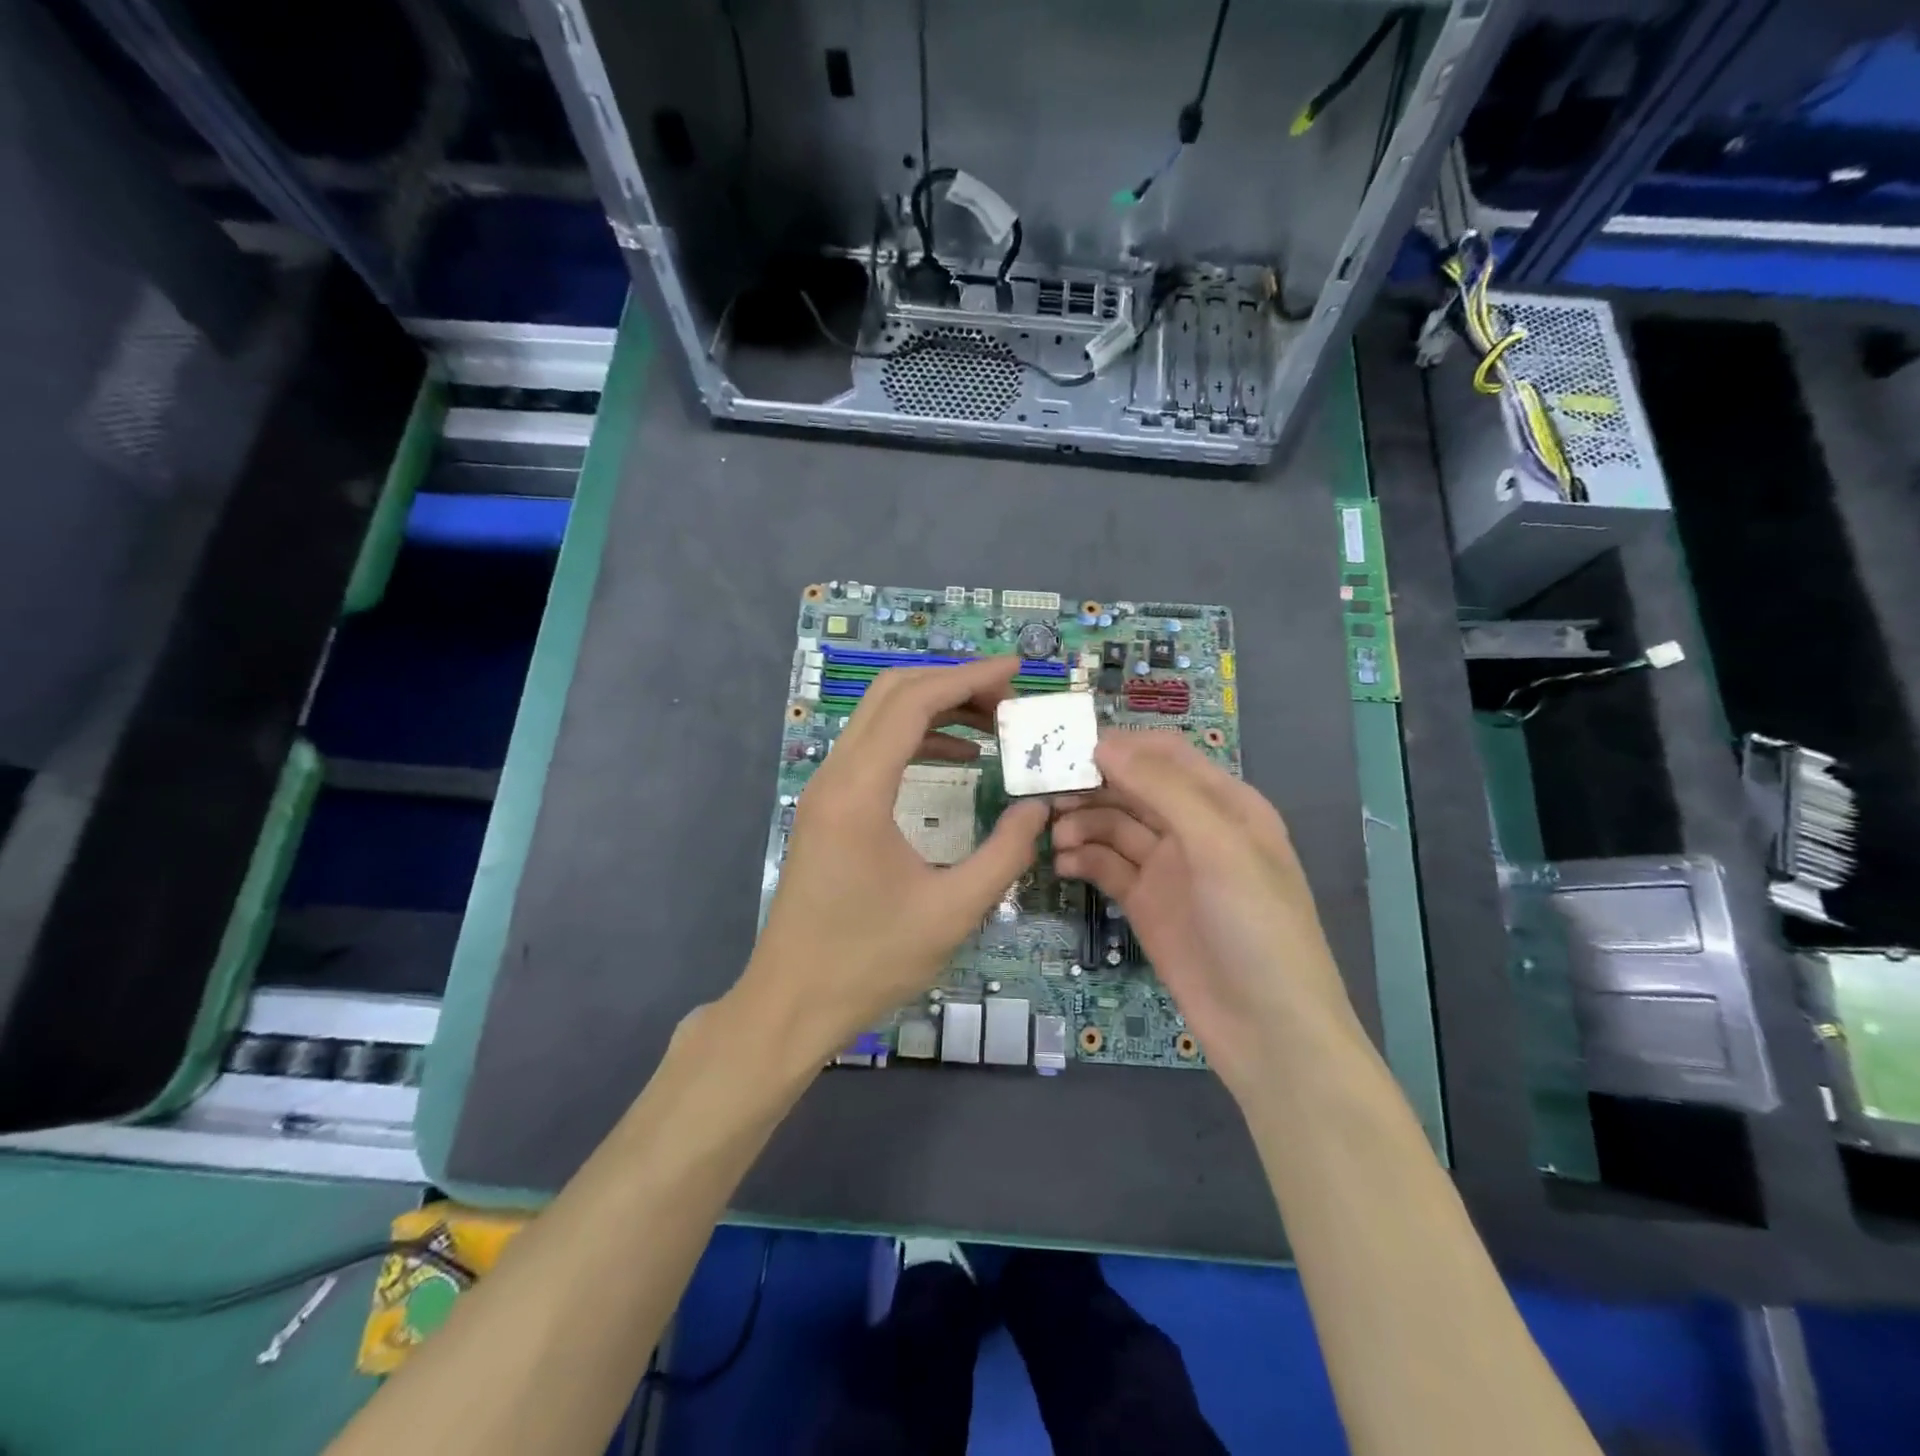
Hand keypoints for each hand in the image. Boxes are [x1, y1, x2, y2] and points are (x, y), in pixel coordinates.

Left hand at [735, 656, 1048, 1064]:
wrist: (792, 1001)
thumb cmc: (870, 960)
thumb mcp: (953, 911)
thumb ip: (1006, 853)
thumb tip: (1040, 807)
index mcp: (860, 792)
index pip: (913, 703)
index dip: (967, 678)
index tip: (1016, 674)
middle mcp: (835, 776)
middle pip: (891, 694)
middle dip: (953, 684)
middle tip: (1008, 698)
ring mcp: (826, 791)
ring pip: (880, 718)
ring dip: (935, 709)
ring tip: (993, 724)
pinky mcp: (828, 809)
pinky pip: (874, 751)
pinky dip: (917, 739)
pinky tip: (959, 757)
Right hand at [1050, 731, 1356, 1095]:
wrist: (1268, 1030)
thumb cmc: (1256, 926)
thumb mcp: (1219, 846)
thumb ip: (1162, 790)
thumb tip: (1102, 744)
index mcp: (1225, 803)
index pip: (1165, 754)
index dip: (1120, 745)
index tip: (1067, 746)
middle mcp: (1194, 828)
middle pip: (1133, 788)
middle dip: (1092, 785)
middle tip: (1045, 791)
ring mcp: (1168, 868)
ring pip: (1115, 827)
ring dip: (1083, 823)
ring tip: (1055, 836)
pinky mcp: (1146, 904)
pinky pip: (1107, 867)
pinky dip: (1084, 859)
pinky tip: (1063, 864)